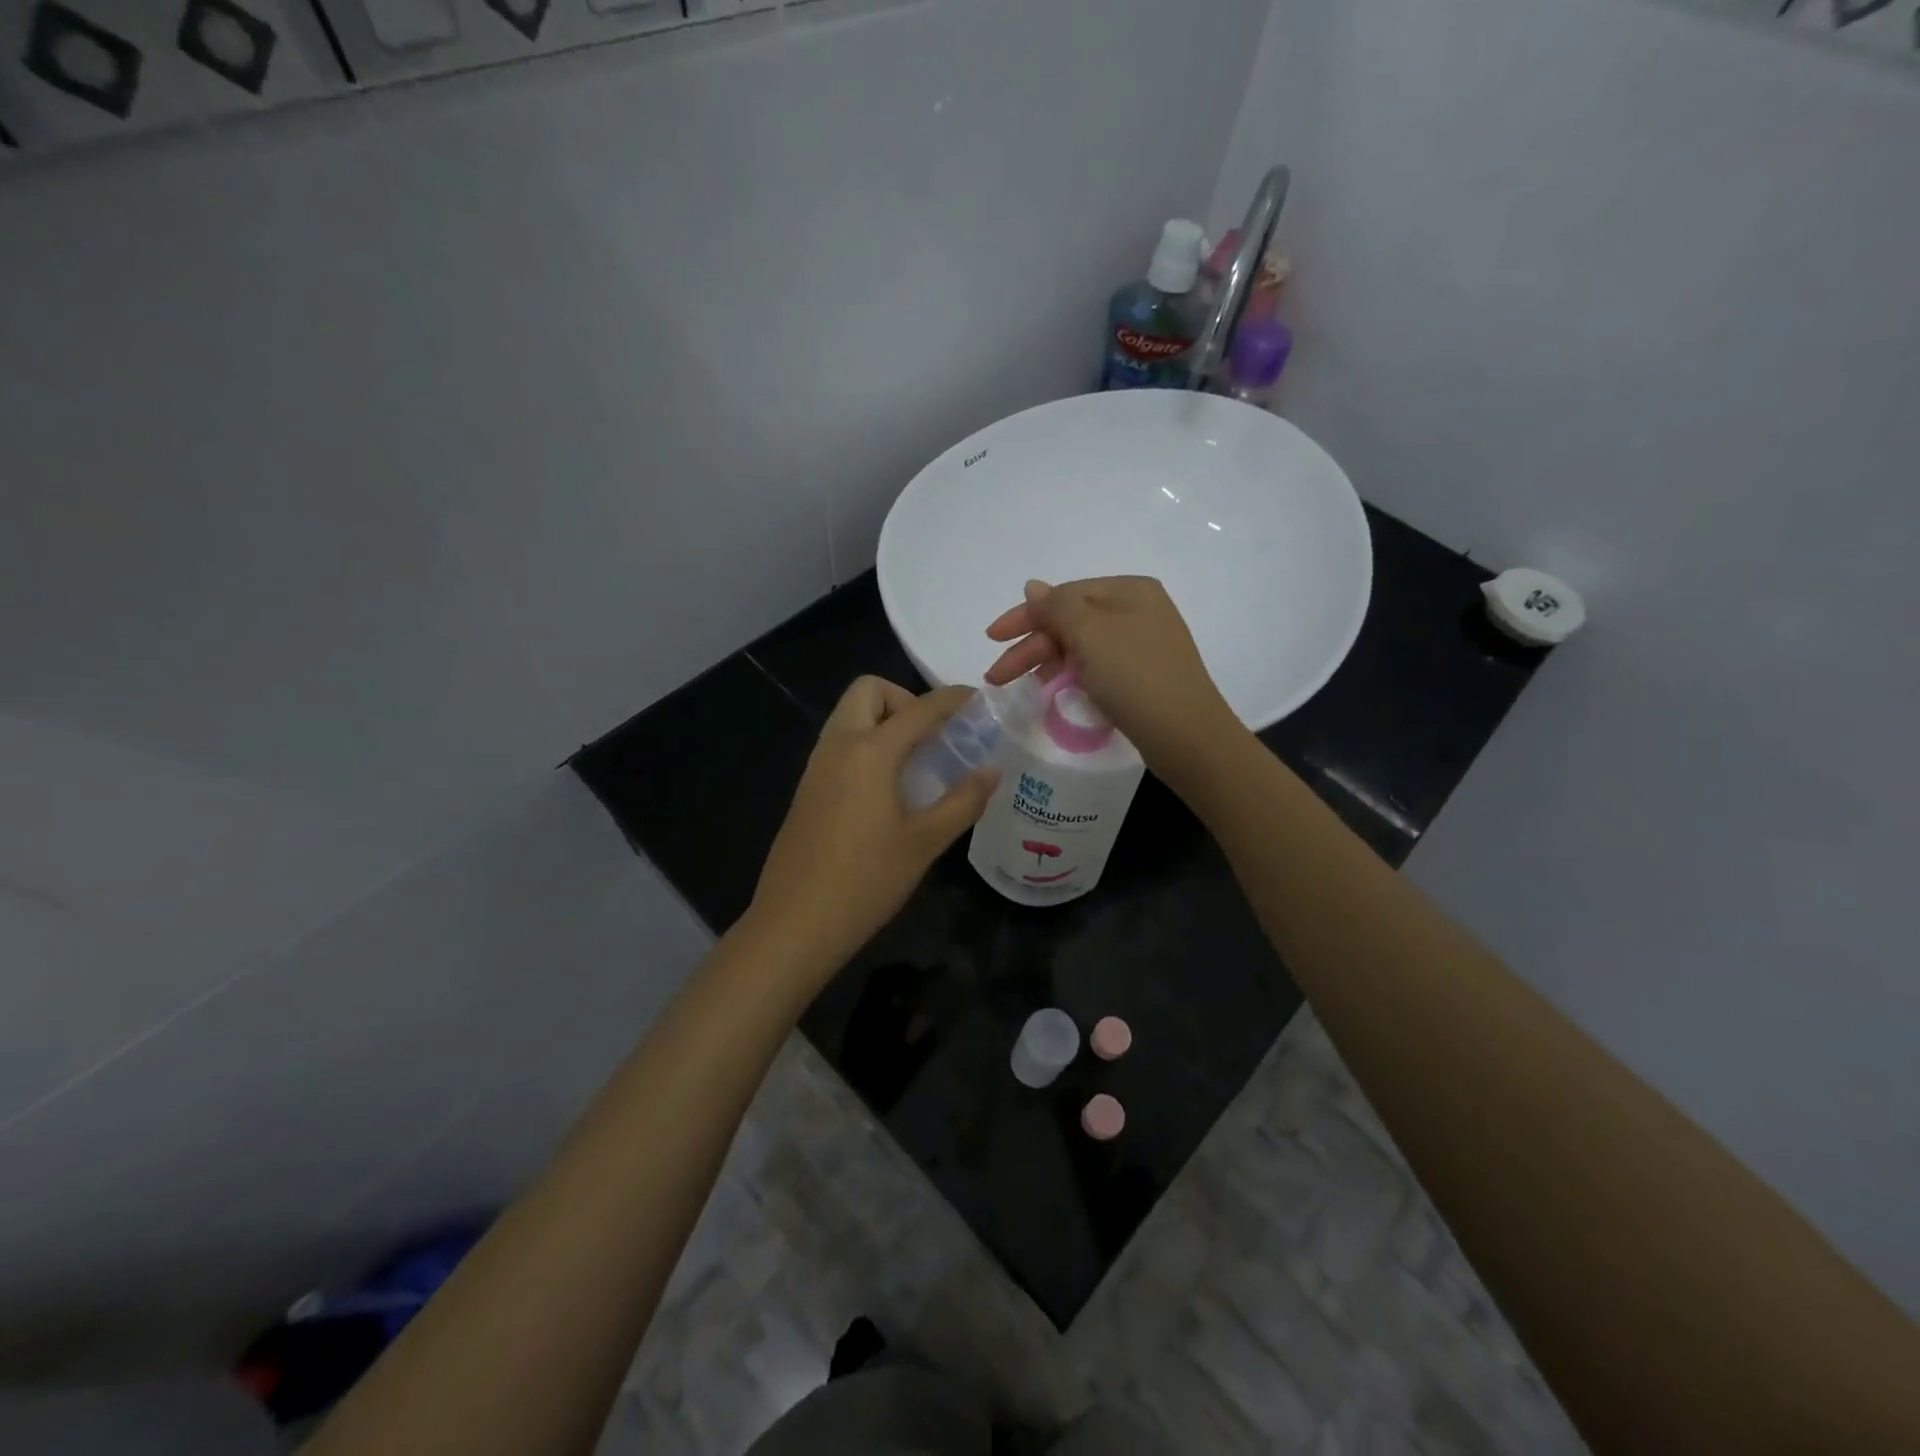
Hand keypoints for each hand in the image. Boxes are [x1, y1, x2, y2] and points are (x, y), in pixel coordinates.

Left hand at [747, 677, 997, 975]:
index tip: (978, 700)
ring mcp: (816, 766)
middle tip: (933, 738)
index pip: (919, 708)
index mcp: (870, 751)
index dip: (952, 699)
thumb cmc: (866, 880)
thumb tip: (992, 771)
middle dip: (905, 700)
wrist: (796, 923)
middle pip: (868, 691)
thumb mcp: (924, 842)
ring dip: (884, 721)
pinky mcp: (807, 788)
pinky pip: (839, 743)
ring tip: (916, 763)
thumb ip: (963, 801)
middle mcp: (838, 746)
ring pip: (849, 716)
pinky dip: (866, 744)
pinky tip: (887, 788)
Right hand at [983, 576, 1238, 777]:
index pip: (1064, 595)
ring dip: (1047, 663)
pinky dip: (1070, 676)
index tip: (992, 638)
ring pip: (1080, 647)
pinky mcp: (1141, 677)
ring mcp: (1141, 645)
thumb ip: (1057, 607)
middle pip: (1070, 622)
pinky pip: (1095, 668)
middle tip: (997, 677)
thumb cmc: (1136, 676)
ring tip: (1022, 688)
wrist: (1186, 736)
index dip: (1025, 616)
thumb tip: (1034, 586)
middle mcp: (1137, 611)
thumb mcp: (1091, 634)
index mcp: (1129, 591)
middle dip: (1031, 647)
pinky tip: (1054, 691)